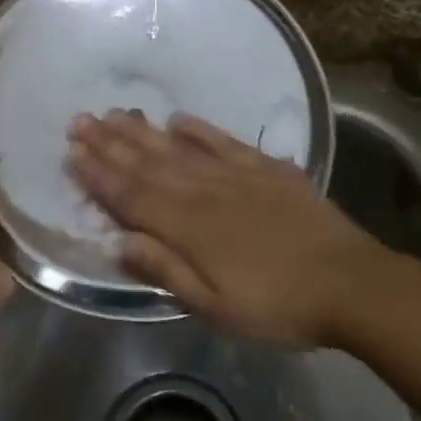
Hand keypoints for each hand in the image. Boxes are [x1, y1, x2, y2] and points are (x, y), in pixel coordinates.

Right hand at [67, 111, 389, 345]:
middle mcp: (204, 191)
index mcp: (188, 227)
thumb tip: (119, 242)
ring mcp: (235, 174)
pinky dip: (198, 128)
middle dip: (110, 143)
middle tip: (80, 120)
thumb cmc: (278, 305)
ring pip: (178, 147)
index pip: (132, 195)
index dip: (99, 174)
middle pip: (148, 163)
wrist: (348, 281)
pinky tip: (178, 118)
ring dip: (142, 131)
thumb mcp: (217, 307)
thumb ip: (166, 271)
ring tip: (115, 113)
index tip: (72, 152)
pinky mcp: (264, 167)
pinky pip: (222, 141)